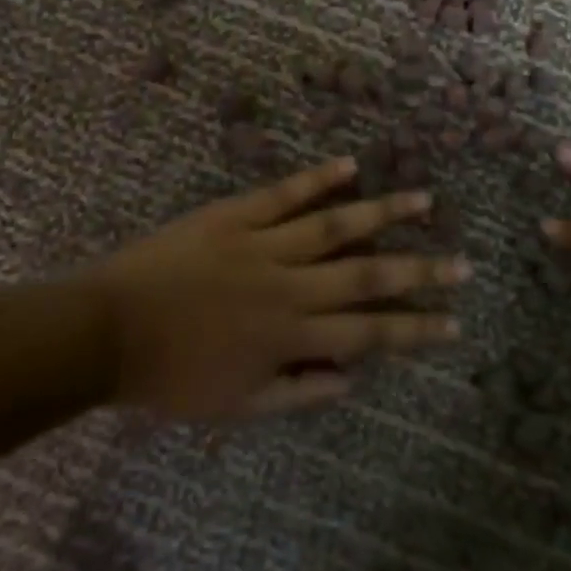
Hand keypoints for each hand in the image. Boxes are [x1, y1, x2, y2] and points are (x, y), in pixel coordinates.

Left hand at [84, 157, 468, 419]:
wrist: (108, 331)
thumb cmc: (172, 376)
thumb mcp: (236, 405)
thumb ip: (299, 393)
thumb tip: (353, 377)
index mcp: (290, 336)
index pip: (368, 333)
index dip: (415, 329)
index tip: (454, 321)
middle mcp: (289, 286)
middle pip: (366, 276)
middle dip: (419, 271)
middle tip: (462, 262)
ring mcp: (263, 244)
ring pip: (336, 225)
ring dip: (384, 213)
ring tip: (425, 199)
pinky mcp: (235, 215)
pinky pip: (284, 194)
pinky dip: (319, 178)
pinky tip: (351, 165)